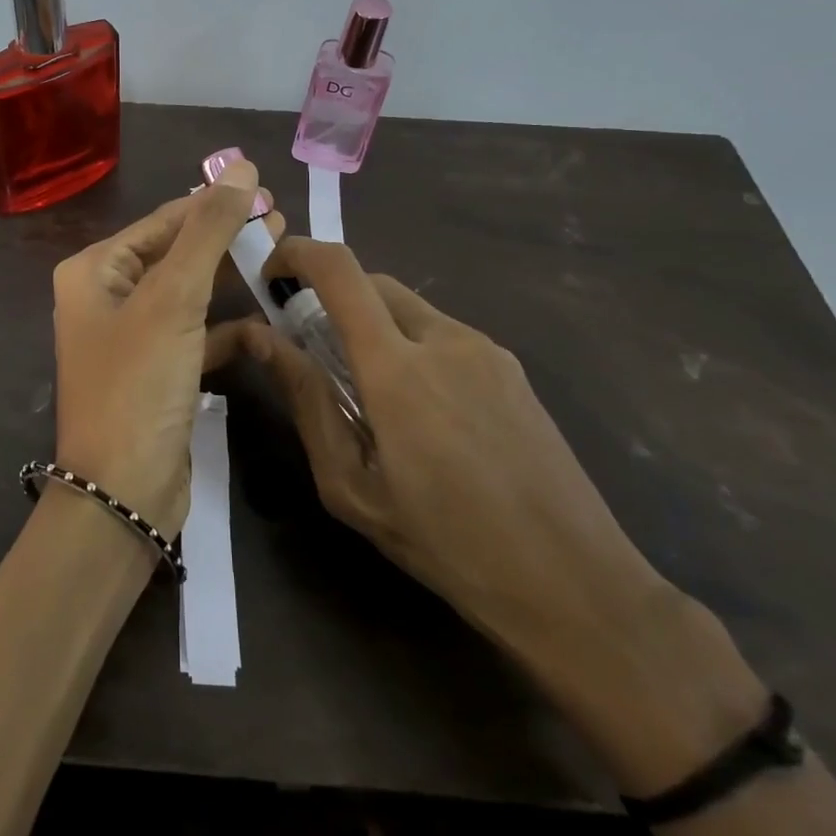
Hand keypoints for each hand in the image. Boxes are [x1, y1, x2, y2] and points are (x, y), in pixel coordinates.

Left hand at [50, 160, 282, 535]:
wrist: (123, 493)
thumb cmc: (138, 384)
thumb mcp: (173, 299)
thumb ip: (208, 231)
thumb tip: (241, 168)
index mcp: (94, 271)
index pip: (162, 222)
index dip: (213, 204)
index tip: (265, 191)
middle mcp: (106, 298)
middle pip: (175, 254)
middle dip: (225, 237)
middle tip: (281, 221)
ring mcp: (131, 338)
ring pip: (188, 293)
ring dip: (230, 276)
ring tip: (281, 254)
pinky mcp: (156, 373)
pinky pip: (195, 334)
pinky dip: (226, 324)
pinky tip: (266, 317)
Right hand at [229, 238, 667, 668]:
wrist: (574, 583)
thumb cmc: (446, 543)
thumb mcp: (351, 485)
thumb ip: (305, 400)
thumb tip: (260, 337)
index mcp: (397, 368)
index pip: (339, 270)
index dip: (297, 253)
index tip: (270, 277)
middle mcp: (443, 338)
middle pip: (370, 281)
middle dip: (329, 298)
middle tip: (313, 352)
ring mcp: (485, 348)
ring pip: (408, 307)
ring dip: (372, 327)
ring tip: (372, 397)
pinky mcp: (512, 367)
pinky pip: (443, 334)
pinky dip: (412, 347)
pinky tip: (424, 414)